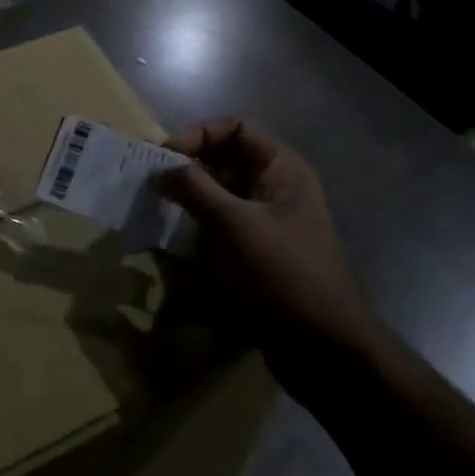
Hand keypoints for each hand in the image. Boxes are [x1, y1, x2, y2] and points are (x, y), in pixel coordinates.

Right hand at [159, 118, 378, 381]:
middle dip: (188, 168)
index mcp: (282, 168)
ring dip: (189, 200)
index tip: (164, 156)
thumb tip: (159, 168)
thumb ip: (195, 189)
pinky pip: (221, 228)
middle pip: (226, 160)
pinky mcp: (256, 254)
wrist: (322, 346)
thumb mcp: (235, 224)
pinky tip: (172, 241)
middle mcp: (275, 188)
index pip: (236, 129)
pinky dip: (196, 229)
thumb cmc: (283, 272)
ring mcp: (266, 223)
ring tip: (156, 209)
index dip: (199, 134)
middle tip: (151, 183)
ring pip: (220, 196)